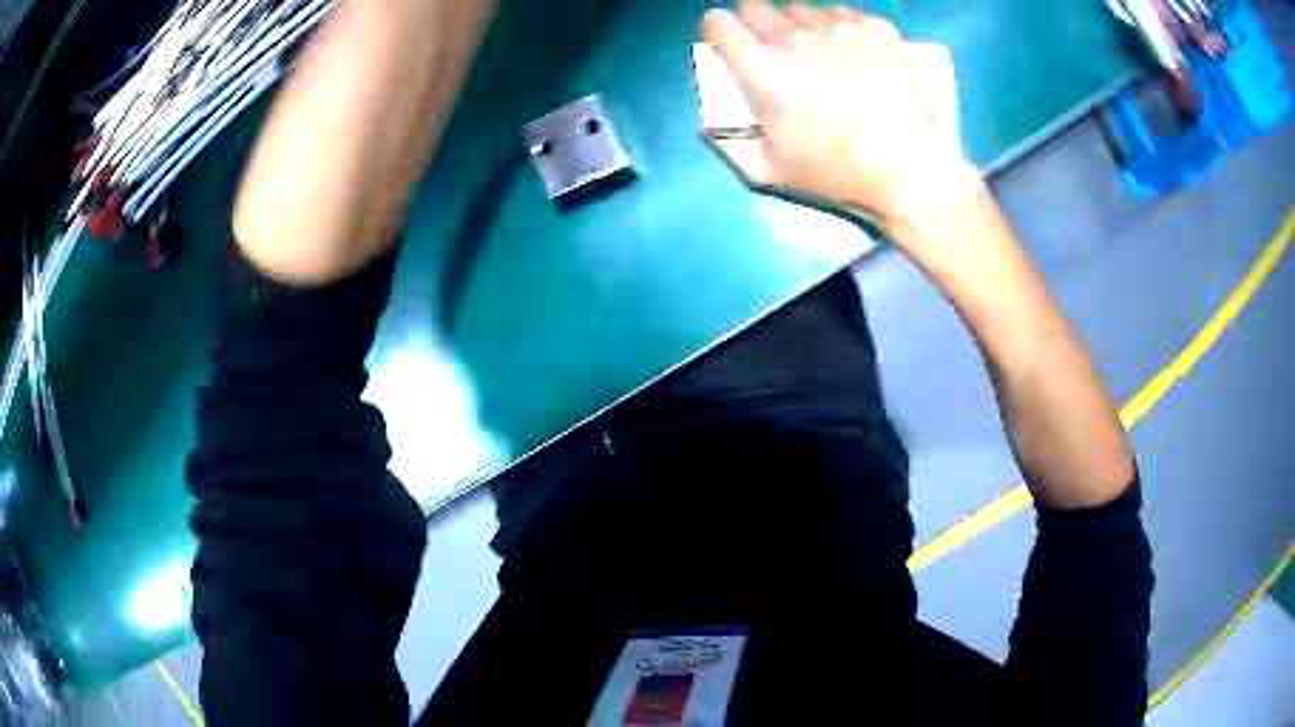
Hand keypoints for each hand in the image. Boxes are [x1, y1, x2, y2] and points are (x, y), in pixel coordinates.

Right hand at [701, 1, 981, 236]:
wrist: (911, 173)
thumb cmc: (837, 175)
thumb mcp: (767, 173)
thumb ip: (726, 142)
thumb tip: (708, 119)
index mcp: (763, 71)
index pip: (718, 23)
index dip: (720, 33)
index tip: (731, 47)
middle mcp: (797, 38)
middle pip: (756, 6)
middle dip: (756, 25)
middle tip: (775, 52)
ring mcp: (841, 29)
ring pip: (800, 7)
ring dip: (800, 25)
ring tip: (819, 53)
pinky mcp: (877, 29)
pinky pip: (844, 14)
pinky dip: (841, 28)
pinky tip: (853, 53)